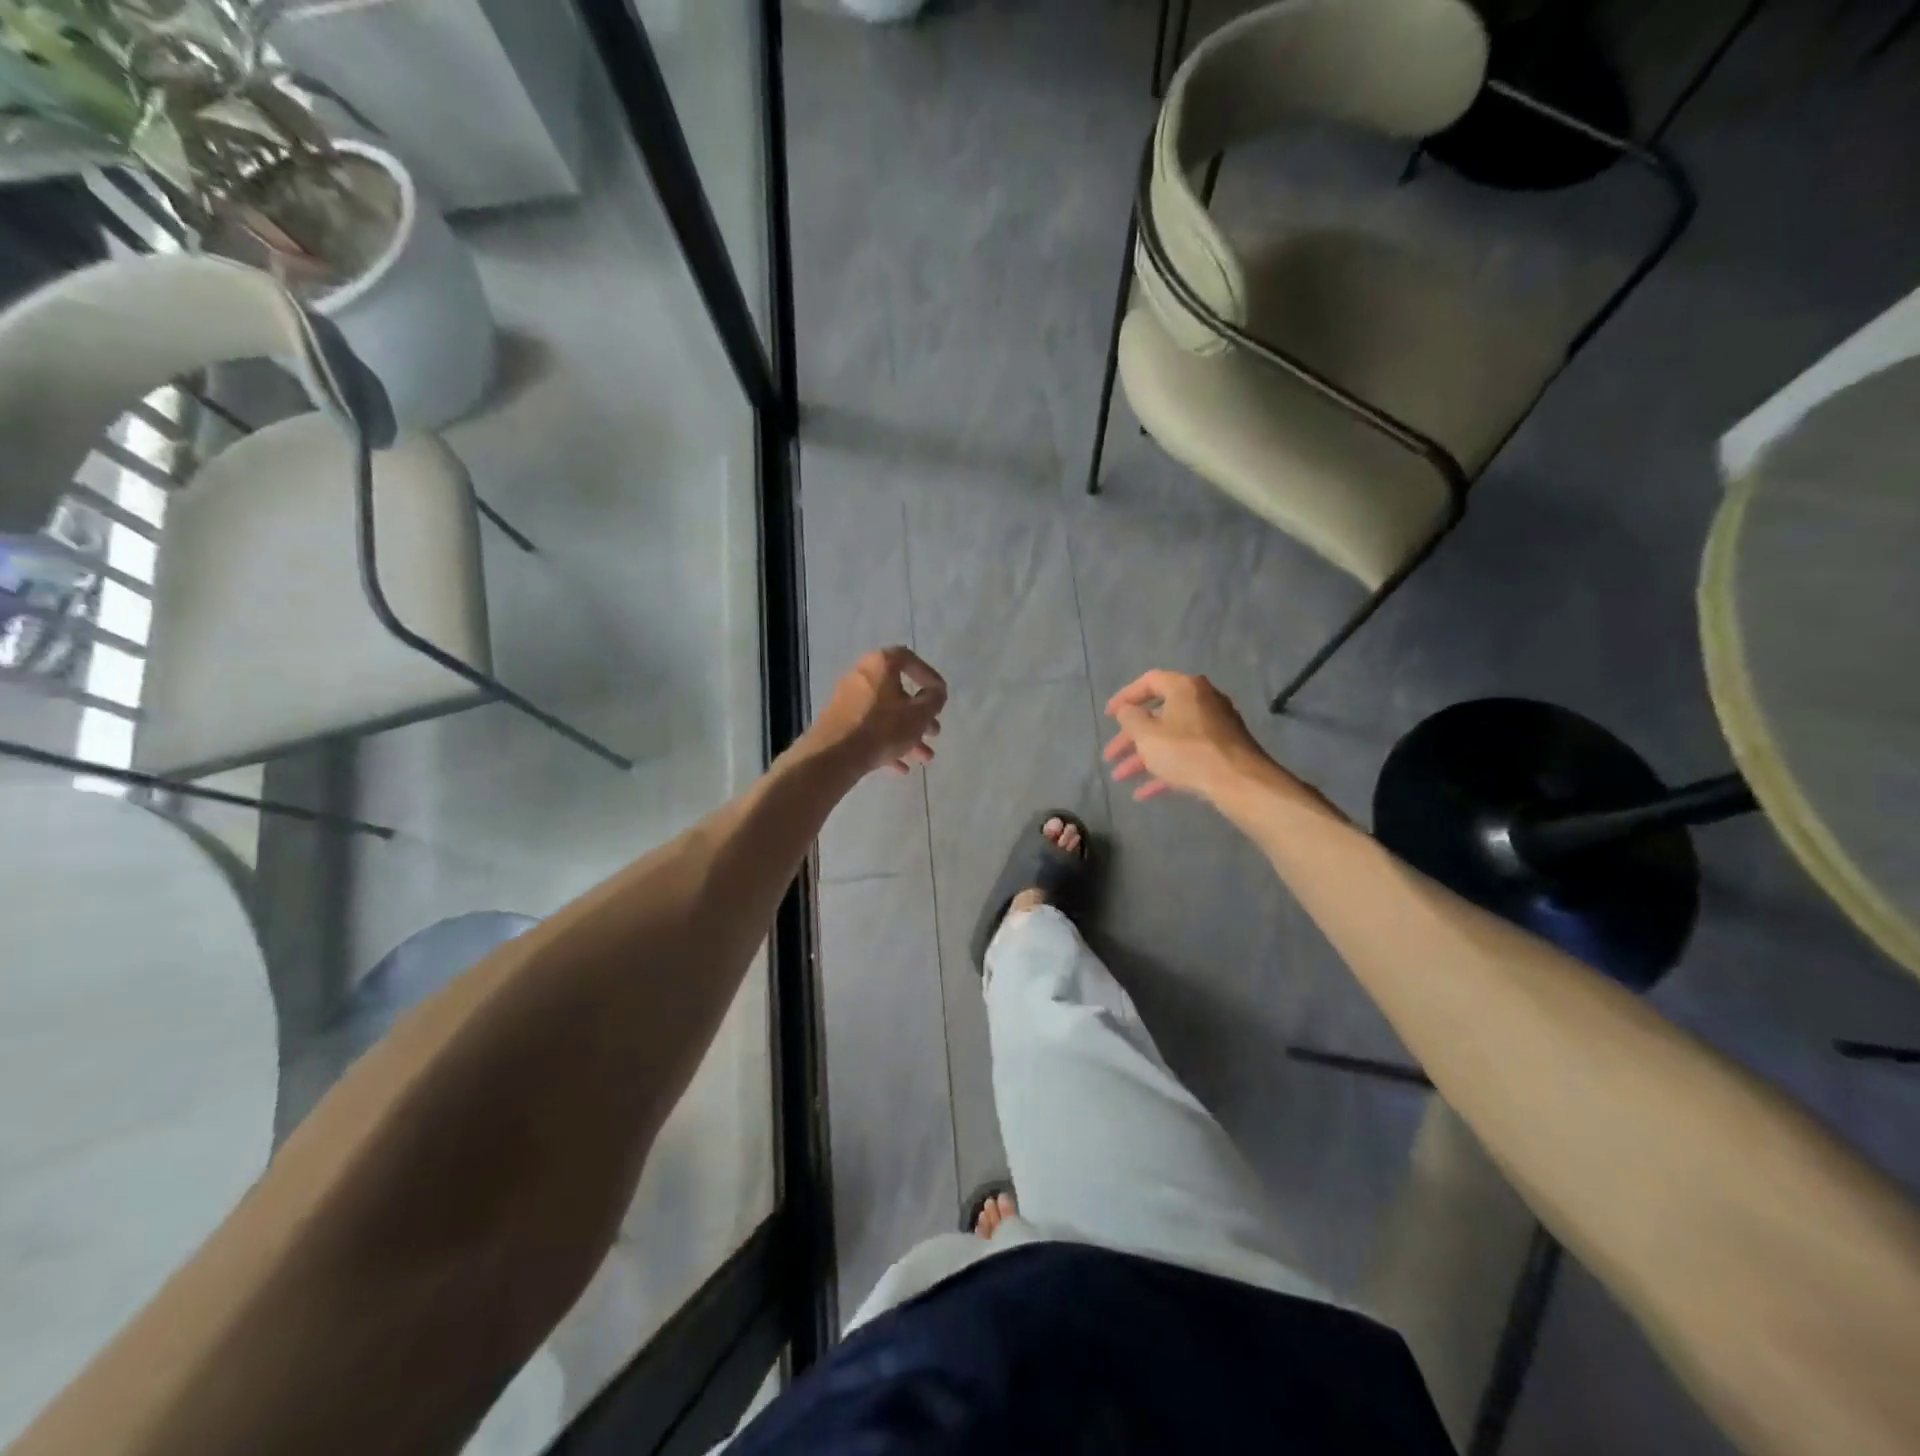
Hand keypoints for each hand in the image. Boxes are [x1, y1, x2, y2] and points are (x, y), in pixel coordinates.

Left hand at [811, 646, 946, 777]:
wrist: (834, 755)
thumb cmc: (882, 728)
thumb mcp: (918, 715)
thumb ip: (934, 700)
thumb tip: (936, 693)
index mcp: (880, 665)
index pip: (908, 659)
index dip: (928, 675)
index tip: (939, 695)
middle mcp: (861, 676)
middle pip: (898, 692)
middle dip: (920, 715)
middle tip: (934, 732)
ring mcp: (848, 700)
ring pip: (886, 714)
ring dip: (908, 734)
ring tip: (924, 757)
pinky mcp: (840, 722)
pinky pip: (870, 729)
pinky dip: (887, 743)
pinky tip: (901, 767)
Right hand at [1102, 670, 1282, 803]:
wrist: (1239, 782)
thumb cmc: (1187, 752)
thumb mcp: (1147, 735)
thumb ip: (1130, 718)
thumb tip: (1127, 710)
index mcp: (1184, 688)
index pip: (1149, 682)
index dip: (1125, 697)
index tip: (1109, 716)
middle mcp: (1202, 701)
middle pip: (1158, 716)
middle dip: (1130, 738)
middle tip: (1111, 755)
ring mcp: (1215, 727)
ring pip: (1170, 738)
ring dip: (1143, 757)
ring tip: (1120, 777)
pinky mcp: (1222, 751)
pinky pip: (1186, 755)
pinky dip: (1165, 769)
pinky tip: (1144, 793)